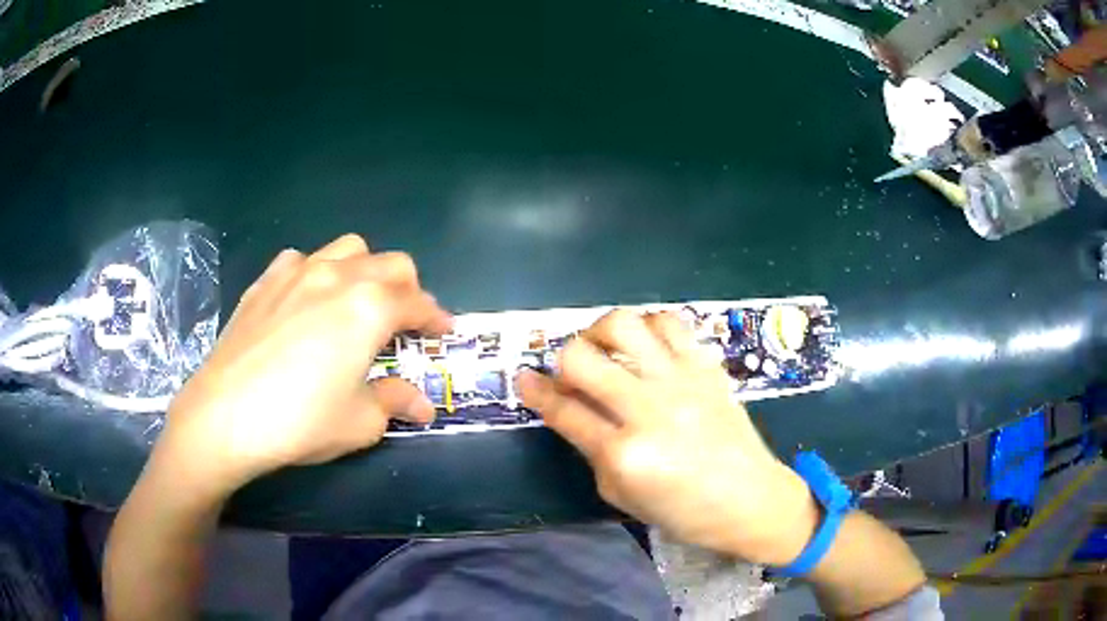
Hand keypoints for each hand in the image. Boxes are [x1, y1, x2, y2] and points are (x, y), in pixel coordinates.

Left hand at [154, 234, 452, 496]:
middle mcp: (338, 276)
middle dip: (408, 289)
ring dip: (365, 271)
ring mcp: (297, 271)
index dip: (436, 318)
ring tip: (357, 303)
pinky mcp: (266, 280)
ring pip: (348, 249)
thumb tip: (422, 405)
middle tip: (404, 322)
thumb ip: (395, 402)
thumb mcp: (360, 421)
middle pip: (391, 263)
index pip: (418, 302)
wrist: (225, 415)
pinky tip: (306, 301)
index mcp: (369, 307)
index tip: (444, 332)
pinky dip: (317, 273)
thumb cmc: (300, 421)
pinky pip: (302, 259)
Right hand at [519, 310, 817, 564]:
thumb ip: (593, 452)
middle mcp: (649, 409)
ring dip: (600, 332)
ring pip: (623, 326)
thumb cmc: (685, 512)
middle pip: (582, 358)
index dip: (535, 391)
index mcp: (625, 454)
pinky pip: (669, 323)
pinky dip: (647, 326)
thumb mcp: (623, 496)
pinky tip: (645, 346)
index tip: (523, 378)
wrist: (751, 499)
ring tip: (604, 349)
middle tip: (570, 373)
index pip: (564, 411)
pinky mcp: (706, 366)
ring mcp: (680, 381)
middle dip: (561, 361)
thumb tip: (575, 413)